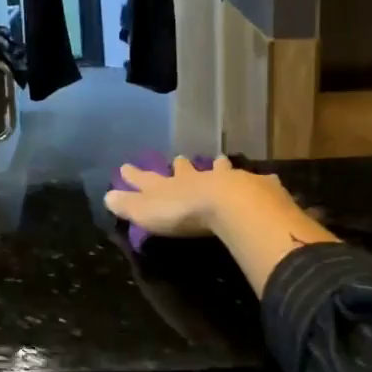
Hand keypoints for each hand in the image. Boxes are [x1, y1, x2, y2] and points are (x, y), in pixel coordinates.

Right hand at [105, 155, 337, 296]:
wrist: (230, 205)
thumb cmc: (184, 212)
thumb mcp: (147, 212)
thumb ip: (128, 205)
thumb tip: (106, 196)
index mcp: (170, 186)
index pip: (147, 179)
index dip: (135, 175)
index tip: (125, 167)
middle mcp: (197, 177)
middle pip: (185, 169)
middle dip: (180, 166)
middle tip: (179, 158)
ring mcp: (227, 179)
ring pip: (220, 169)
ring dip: (218, 166)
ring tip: (220, 159)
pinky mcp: (254, 187)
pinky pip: (255, 181)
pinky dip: (257, 180)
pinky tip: (265, 179)